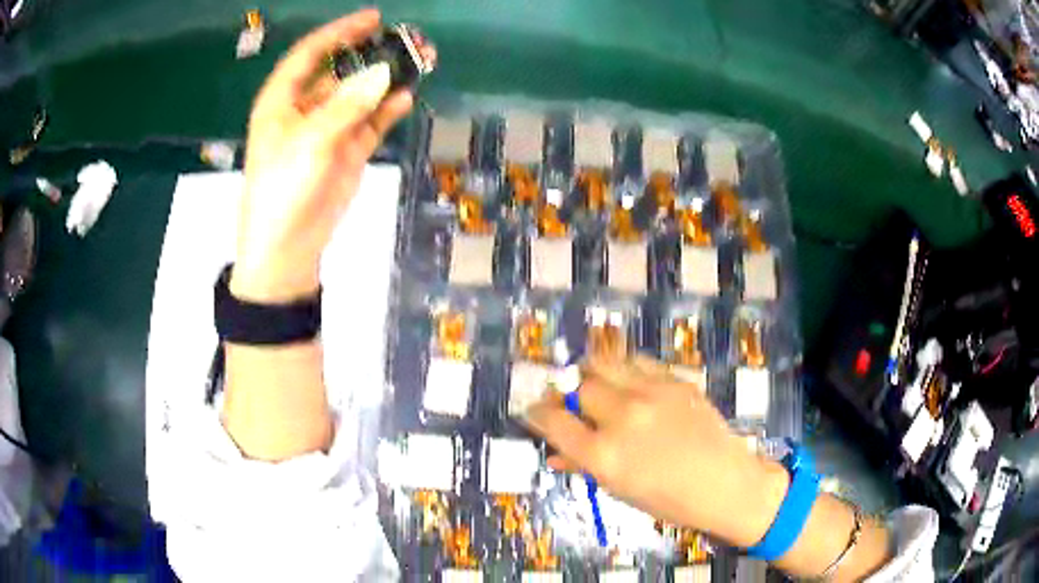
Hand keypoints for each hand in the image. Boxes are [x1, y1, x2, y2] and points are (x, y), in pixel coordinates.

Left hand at [231, 9, 422, 302]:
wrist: (287, 249)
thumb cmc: (282, 190)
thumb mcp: (308, 142)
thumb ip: (346, 106)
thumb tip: (383, 74)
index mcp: (282, 101)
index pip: (310, 54)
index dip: (339, 33)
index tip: (372, 19)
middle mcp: (305, 109)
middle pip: (340, 71)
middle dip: (370, 54)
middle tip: (406, 41)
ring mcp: (328, 130)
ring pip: (360, 95)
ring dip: (385, 80)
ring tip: (417, 64)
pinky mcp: (347, 151)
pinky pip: (371, 122)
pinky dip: (387, 110)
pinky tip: (405, 97)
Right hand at [524, 356, 789, 547]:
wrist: (724, 483)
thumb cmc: (669, 500)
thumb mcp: (620, 490)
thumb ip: (583, 466)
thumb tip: (555, 453)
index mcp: (604, 455)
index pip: (553, 421)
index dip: (537, 413)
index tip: (534, 410)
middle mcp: (623, 418)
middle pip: (578, 386)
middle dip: (566, 392)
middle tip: (569, 400)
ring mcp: (651, 394)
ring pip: (605, 363)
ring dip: (592, 372)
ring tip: (594, 382)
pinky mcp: (675, 381)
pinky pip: (638, 362)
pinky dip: (624, 369)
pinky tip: (627, 381)